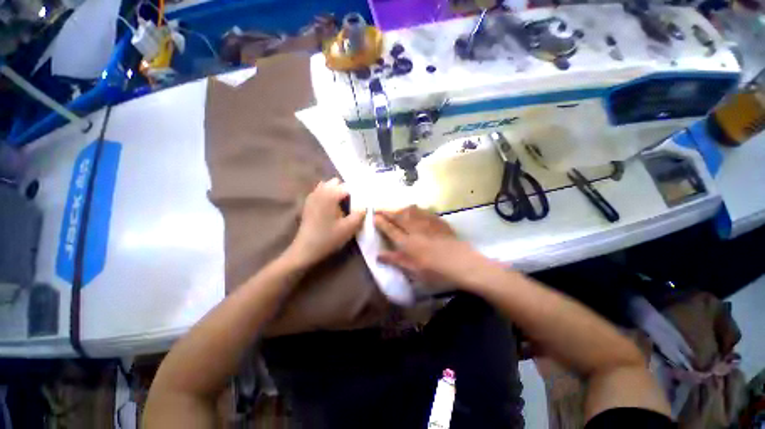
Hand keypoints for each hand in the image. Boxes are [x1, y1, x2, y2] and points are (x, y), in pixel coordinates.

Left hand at [286, 178, 364, 267]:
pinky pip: (320, 192)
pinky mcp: (308, 203)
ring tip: (343, 204)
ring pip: (327, 186)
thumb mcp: (349, 228)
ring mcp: (312, 196)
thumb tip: (365, 206)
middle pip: (336, 182)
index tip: (363, 201)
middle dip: (346, 190)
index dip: (357, 192)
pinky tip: (332, 207)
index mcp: (331, 195)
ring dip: (336, 191)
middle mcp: (320, 191)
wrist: (305, 249)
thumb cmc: (328, 238)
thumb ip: (360, 214)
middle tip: (353, 203)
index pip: (348, 186)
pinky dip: (328, 195)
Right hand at [374, 206, 493, 287]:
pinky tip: (416, 211)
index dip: (380, 222)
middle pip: (398, 217)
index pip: (390, 229)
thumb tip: (378, 255)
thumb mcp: (413, 270)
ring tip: (395, 209)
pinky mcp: (439, 222)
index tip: (373, 215)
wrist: (463, 263)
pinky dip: (416, 210)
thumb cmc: (436, 271)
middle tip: (379, 208)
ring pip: (411, 211)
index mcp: (407, 243)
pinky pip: (424, 212)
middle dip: (387, 211)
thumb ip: (395, 260)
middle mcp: (415, 230)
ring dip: (400, 209)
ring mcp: (428, 224)